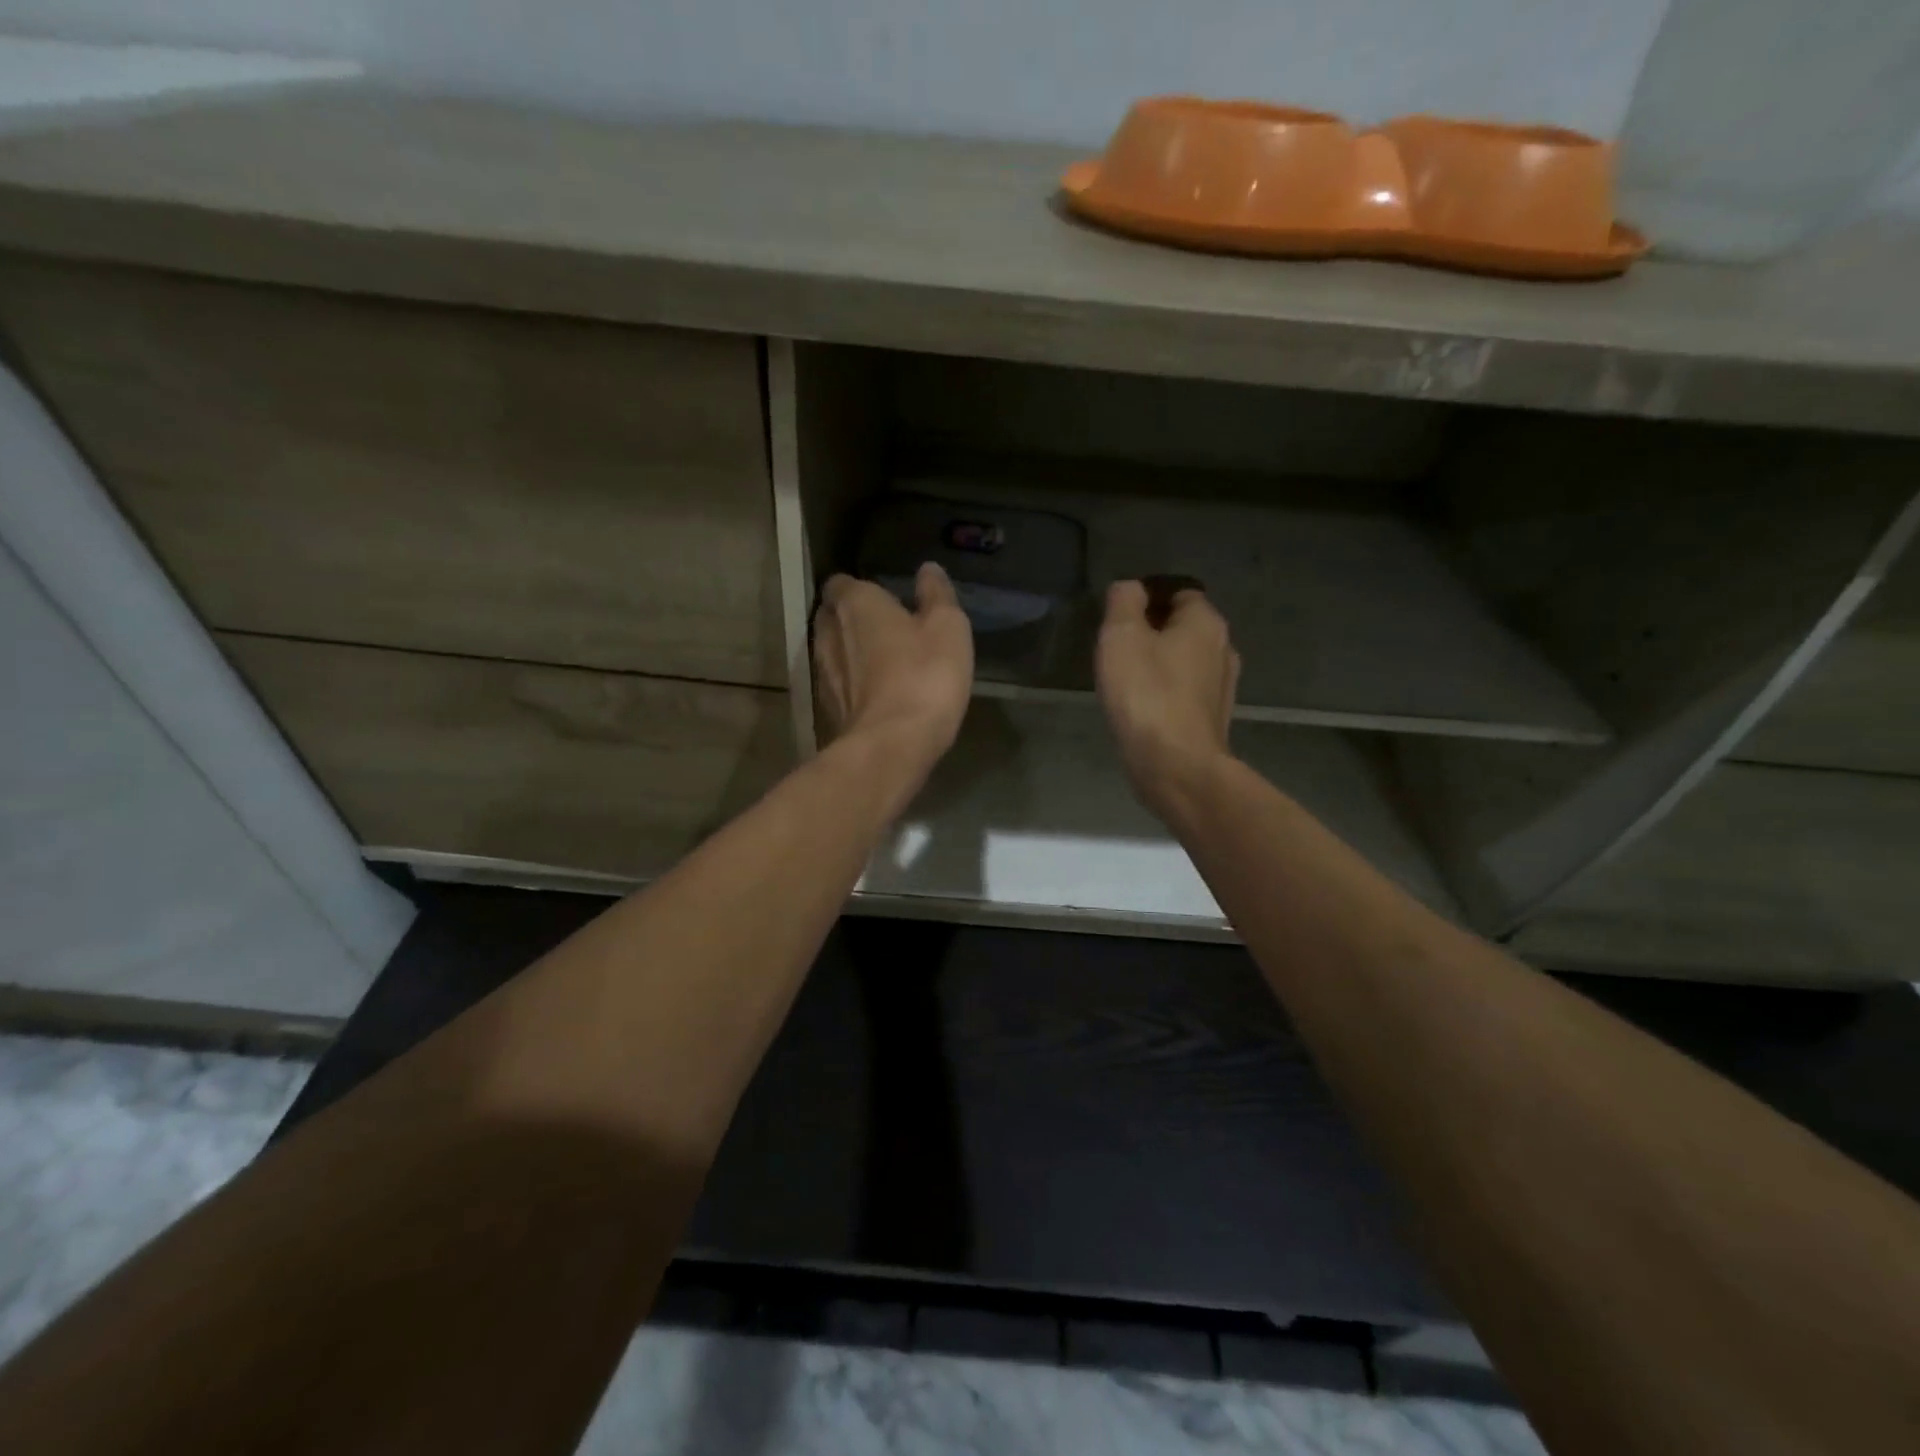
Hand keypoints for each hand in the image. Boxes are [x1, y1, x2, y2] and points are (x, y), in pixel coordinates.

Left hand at [813, 563, 973, 772]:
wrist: (892, 745)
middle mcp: (828, 633)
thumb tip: (928, 569)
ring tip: (879, 662)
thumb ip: (937, 594)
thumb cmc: (924, 676)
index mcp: (855, 604)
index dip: (859, 588)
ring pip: (831, 653)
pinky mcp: (827, 709)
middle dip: (851, 619)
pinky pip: (837, 686)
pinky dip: (851, 685)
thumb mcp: (948, 628)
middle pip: (831, 617)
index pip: (841, 583)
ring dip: (850, 654)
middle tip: (882, 628)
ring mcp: (822, 674)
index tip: (882, 598)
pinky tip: (875, 695)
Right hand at [1095, 580, 1239, 815]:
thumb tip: (1130, 588)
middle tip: (1118, 650)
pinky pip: (1185, 692)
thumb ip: (1124, 602)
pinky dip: (1166, 693)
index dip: (1148, 599)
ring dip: (1159, 664)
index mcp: (1205, 622)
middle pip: (1184, 627)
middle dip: (1153, 633)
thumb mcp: (1121, 636)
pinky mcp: (1213, 718)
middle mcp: (1223, 648)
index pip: (1179, 593)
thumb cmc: (1147, 694)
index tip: (1119, 619)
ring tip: (1126, 680)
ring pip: (1186, 661)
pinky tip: (1143, 708)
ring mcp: (1223, 686)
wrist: (1176, 765)